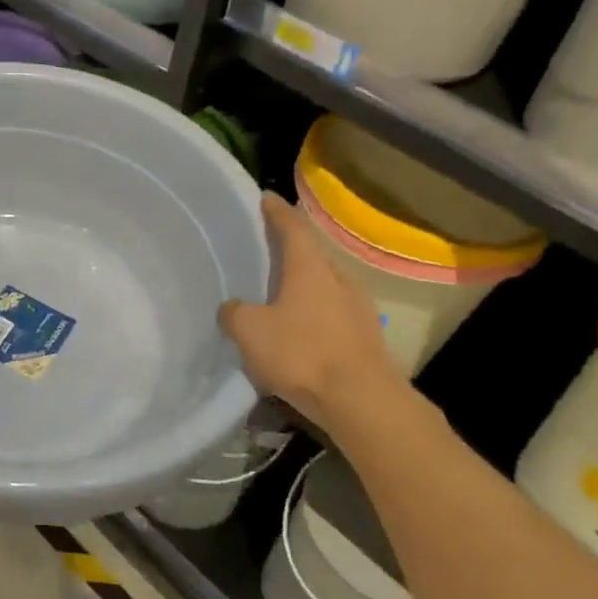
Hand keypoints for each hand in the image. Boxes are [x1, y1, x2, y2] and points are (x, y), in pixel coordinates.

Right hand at [219, 192, 401, 426]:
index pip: (292, 227)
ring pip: (325, 286)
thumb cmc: (303, 353)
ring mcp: (358, 308)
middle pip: (312, 255)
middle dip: (290, 249)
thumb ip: (234, 313)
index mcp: (310, 268)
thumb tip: (232, 308)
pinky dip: (314, 313)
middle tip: (266, 249)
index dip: (277, 211)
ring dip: (304, 285)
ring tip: (279, 293)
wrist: (362, 400)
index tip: (266, 198)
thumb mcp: (250, 331)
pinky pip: (333, 314)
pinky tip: (300, 331)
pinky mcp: (365, 337)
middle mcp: (339, 279)